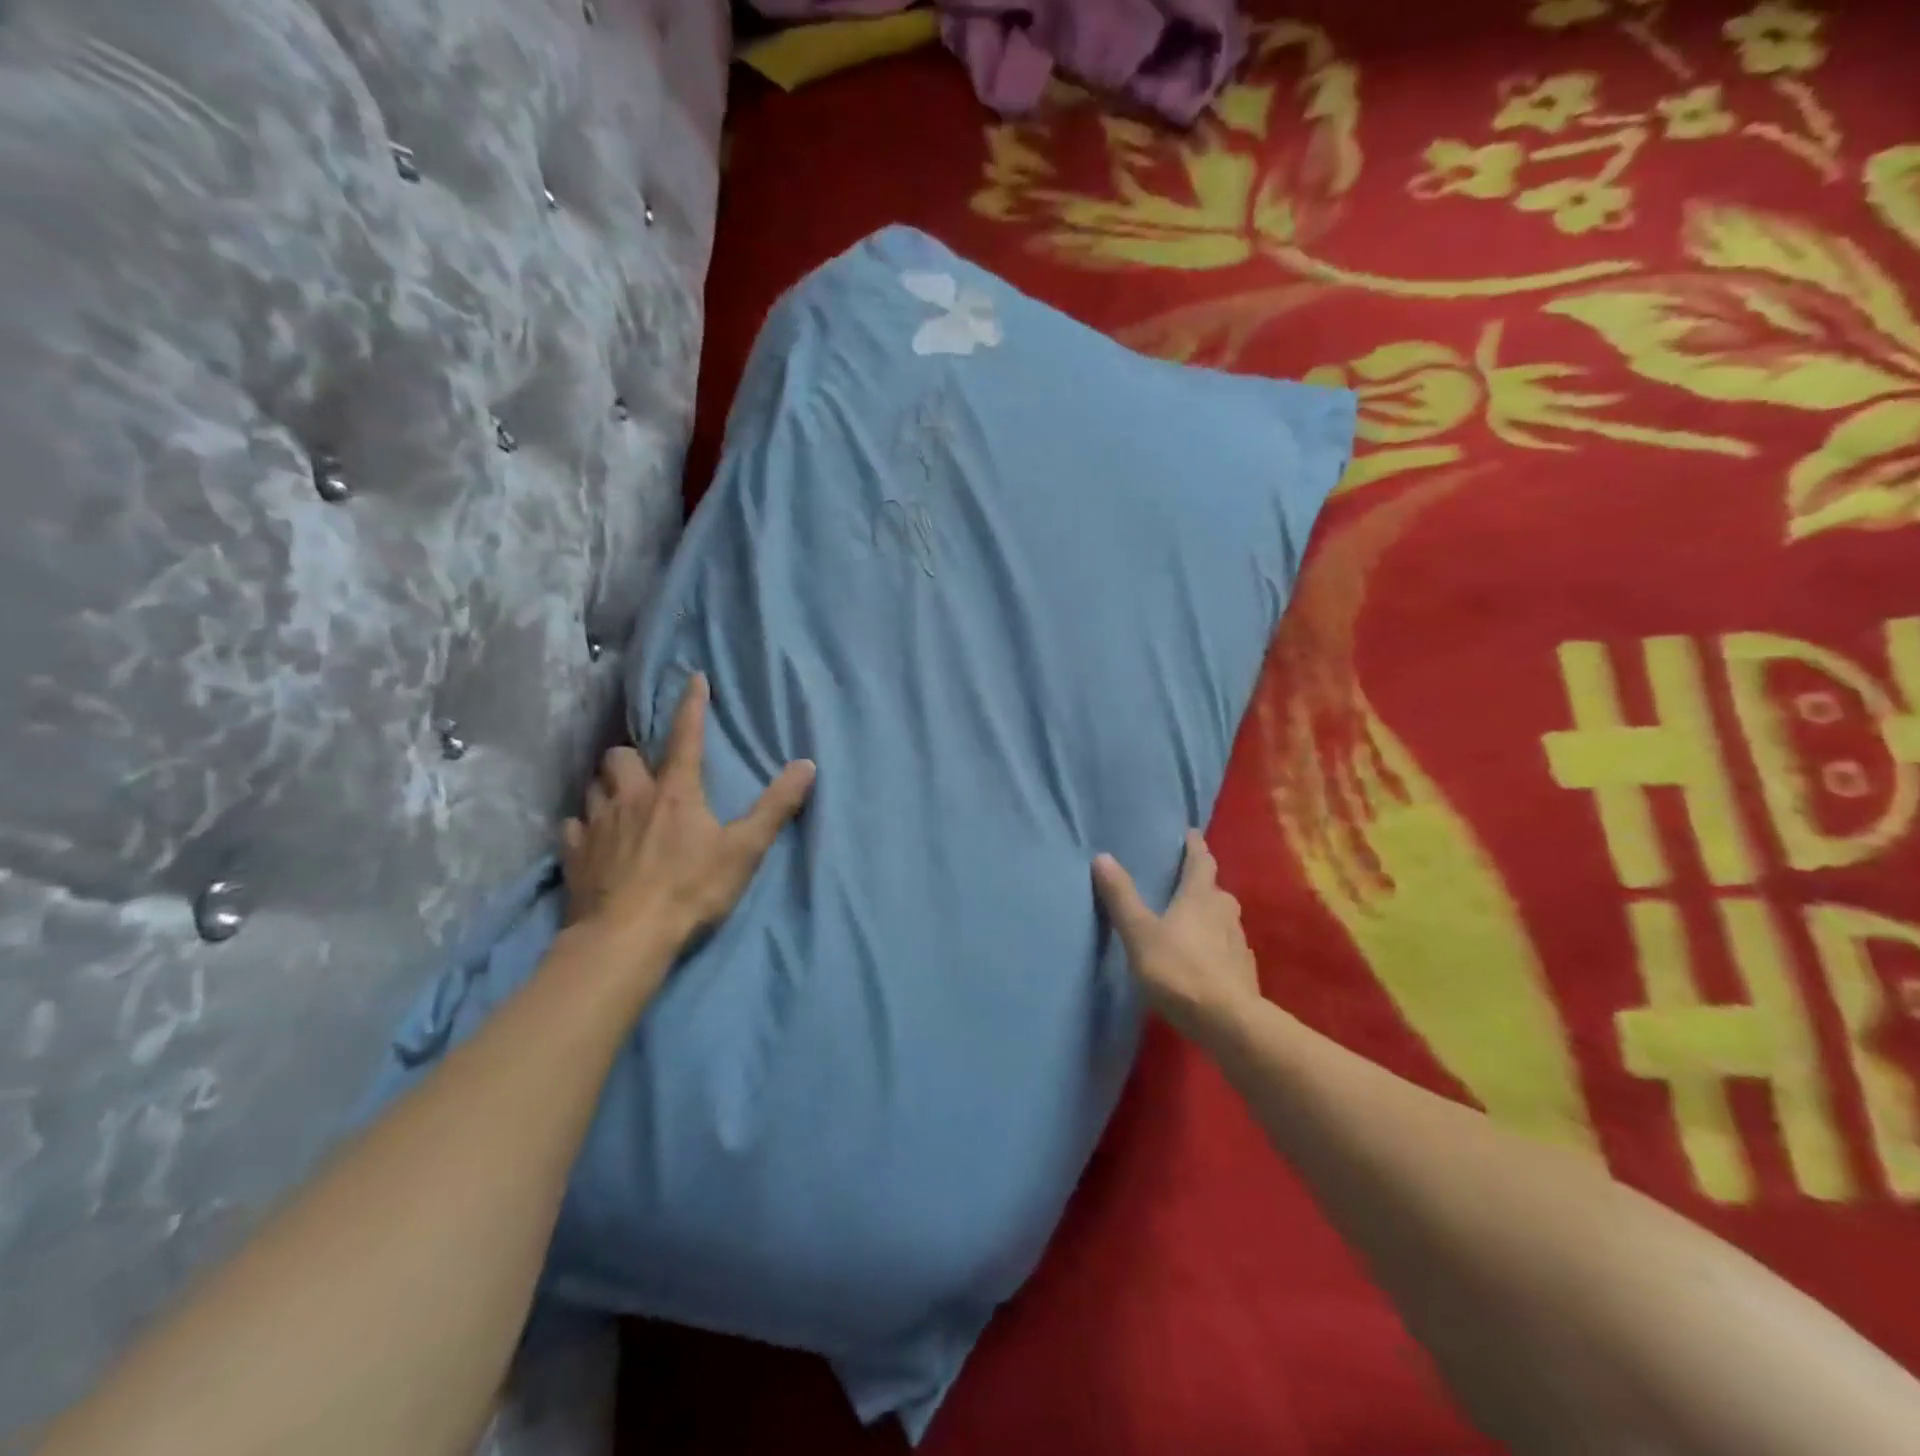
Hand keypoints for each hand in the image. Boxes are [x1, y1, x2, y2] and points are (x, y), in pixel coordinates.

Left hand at [561, 673, 814, 964]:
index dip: (692, 705)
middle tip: (645, 770)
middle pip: (621, 756)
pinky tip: (591, 838)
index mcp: (675, 792)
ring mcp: (597, 825)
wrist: (625, 938)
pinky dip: (583, 826)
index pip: (686, 736)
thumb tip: (807, 765)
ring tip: (619, 799)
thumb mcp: (744, 849)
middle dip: (632, 756)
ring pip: (593, 786)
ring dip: (607, 786)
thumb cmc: (691, 889)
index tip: (693, 677)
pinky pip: (572, 826)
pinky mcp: (573, 855)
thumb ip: (776, 807)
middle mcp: (631, 798)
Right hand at [1093, 830, 1261, 1042]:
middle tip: (1182, 880)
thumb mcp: (1140, 933)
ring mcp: (1238, 942)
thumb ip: (1122, 897)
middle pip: (1214, 889)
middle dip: (1201, 882)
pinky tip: (1203, 957)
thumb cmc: (1180, 970)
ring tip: (1189, 919)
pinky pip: (1227, 947)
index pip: (1201, 861)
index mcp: (1200, 896)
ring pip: (1223, 918)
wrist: (1229, 1022)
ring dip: (1208, 914)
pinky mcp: (1244, 970)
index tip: (1191, 833)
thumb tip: (1102, 856)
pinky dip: (1215, 944)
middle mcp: (1224, 912)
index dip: (1195, 845)